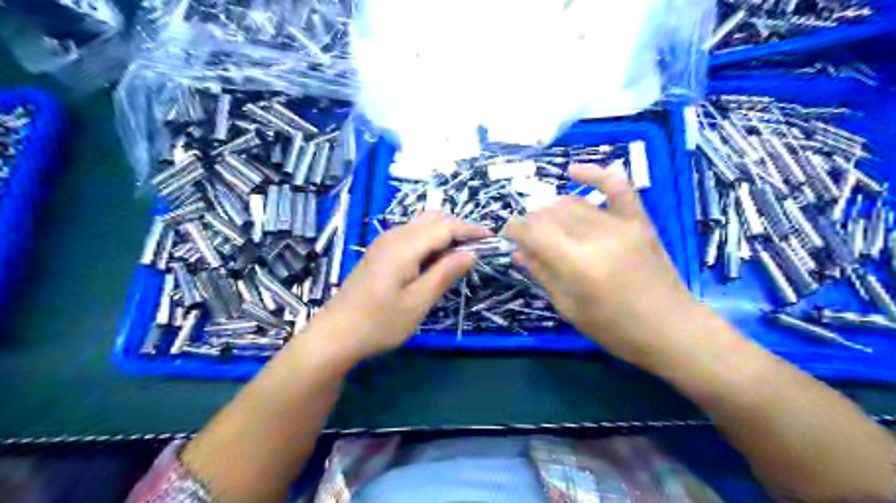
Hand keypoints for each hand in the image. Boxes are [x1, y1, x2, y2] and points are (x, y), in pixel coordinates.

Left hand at [306, 213, 488, 364]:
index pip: (445, 226)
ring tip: (460, 255)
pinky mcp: (380, 252)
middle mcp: (393, 236)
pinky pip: (411, 236)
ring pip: (421, 225)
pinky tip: (435, 261)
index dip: (470, 229)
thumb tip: (470, 253)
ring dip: (444, 233)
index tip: (492, 239)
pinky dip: (430, 241)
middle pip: (433, 218)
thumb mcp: (418, 302)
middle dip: (459, 228)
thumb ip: (445, 273)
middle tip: (478, 248)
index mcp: (404, 246)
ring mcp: (384, 243)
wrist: (335, 334)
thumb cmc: (379, 323)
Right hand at [507, 163, 694, 364]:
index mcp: (577, 264)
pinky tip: (574, 172)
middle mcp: (597, 237)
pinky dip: (595, 174)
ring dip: (551, 210)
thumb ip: (542, 274)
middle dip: (531, 223)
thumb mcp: (570, 308)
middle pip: (550, 214)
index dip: (513, 229)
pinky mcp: (638, 220)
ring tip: (547, 226)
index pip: (533, 232)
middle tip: (528, 239)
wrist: (672, 329)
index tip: (506, 235)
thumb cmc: (616, 329)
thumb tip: (518, 251)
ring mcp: (621, 224)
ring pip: (573, 203)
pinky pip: (616, 186)